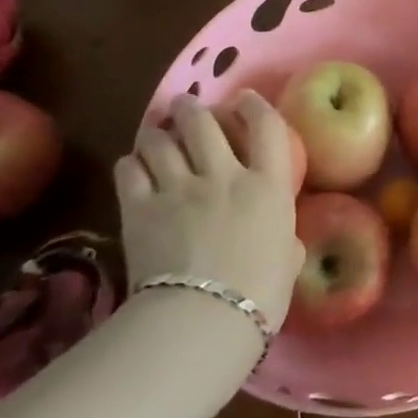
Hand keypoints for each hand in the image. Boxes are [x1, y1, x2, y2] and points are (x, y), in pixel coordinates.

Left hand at [115, 93, 305, 330]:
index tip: (245, 100)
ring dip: (158, 132)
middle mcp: (224, 175)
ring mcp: (178, 188)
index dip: (255, 106)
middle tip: (186, 106)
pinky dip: (132, 163)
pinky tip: (134, 166)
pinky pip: (129, 170)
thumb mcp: (289, 261)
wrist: (203, 318)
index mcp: (268, 185)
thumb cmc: (260, 293)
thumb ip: (286, 241)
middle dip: (193, 108)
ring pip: (161, 140)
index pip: (266, 127)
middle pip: (203, 123)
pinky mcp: (140, 209)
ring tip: (156, 132)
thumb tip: (285, 242)